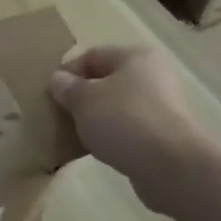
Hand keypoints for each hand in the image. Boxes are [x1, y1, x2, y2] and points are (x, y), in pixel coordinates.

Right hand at [49, 45, 215, 213]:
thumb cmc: (123, 120)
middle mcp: (153, 75)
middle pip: (107, 80)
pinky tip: (99, 148)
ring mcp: (162, 105)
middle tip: (61, 114)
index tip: (50, 95)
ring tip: (77, 133)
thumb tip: (59, 79)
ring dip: (96, 117)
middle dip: (82, 96)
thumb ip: (67, 87)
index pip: (92, 56)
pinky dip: (113, 134)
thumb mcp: (83, 100)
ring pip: (118, 105)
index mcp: (135, 56)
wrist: (169, 165)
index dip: (68, 72)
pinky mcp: (165, 133)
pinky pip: (129, 127)